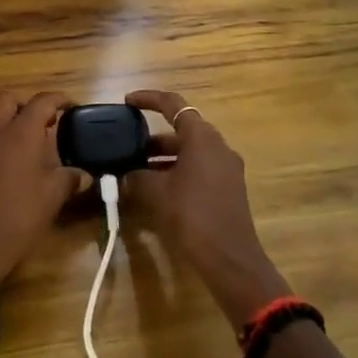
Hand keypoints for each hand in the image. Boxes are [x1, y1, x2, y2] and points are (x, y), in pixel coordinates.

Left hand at [0, 91, 77, 309]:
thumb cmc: (19, 215)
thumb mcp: (53, 197)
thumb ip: (70, 179)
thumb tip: (84, 175)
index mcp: (21, 133)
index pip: (41, 102)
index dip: (58, 99)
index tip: (72, 105)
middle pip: (8, 99)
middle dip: (27, 104)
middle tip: (46, 121)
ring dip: (10, 120)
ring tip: (31, 140)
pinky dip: (1, 140)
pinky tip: (17, 163)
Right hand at [123, 90, 291, 327]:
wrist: (230, 258)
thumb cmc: (191, 215)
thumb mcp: (156, 193)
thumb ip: (137, 176)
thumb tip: (127, 174)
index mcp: (202, 137)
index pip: (173, 104)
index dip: (149, 99)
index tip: (128, 102)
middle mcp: (218, 146)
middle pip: (183, 129)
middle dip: (154, 137)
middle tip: (129, 146)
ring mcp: (227, 167)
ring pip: (190, 151)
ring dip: (165, 156)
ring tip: (138, 170)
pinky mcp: (229, 187)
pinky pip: (199, 168)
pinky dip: (178, 170)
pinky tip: (159, 190)